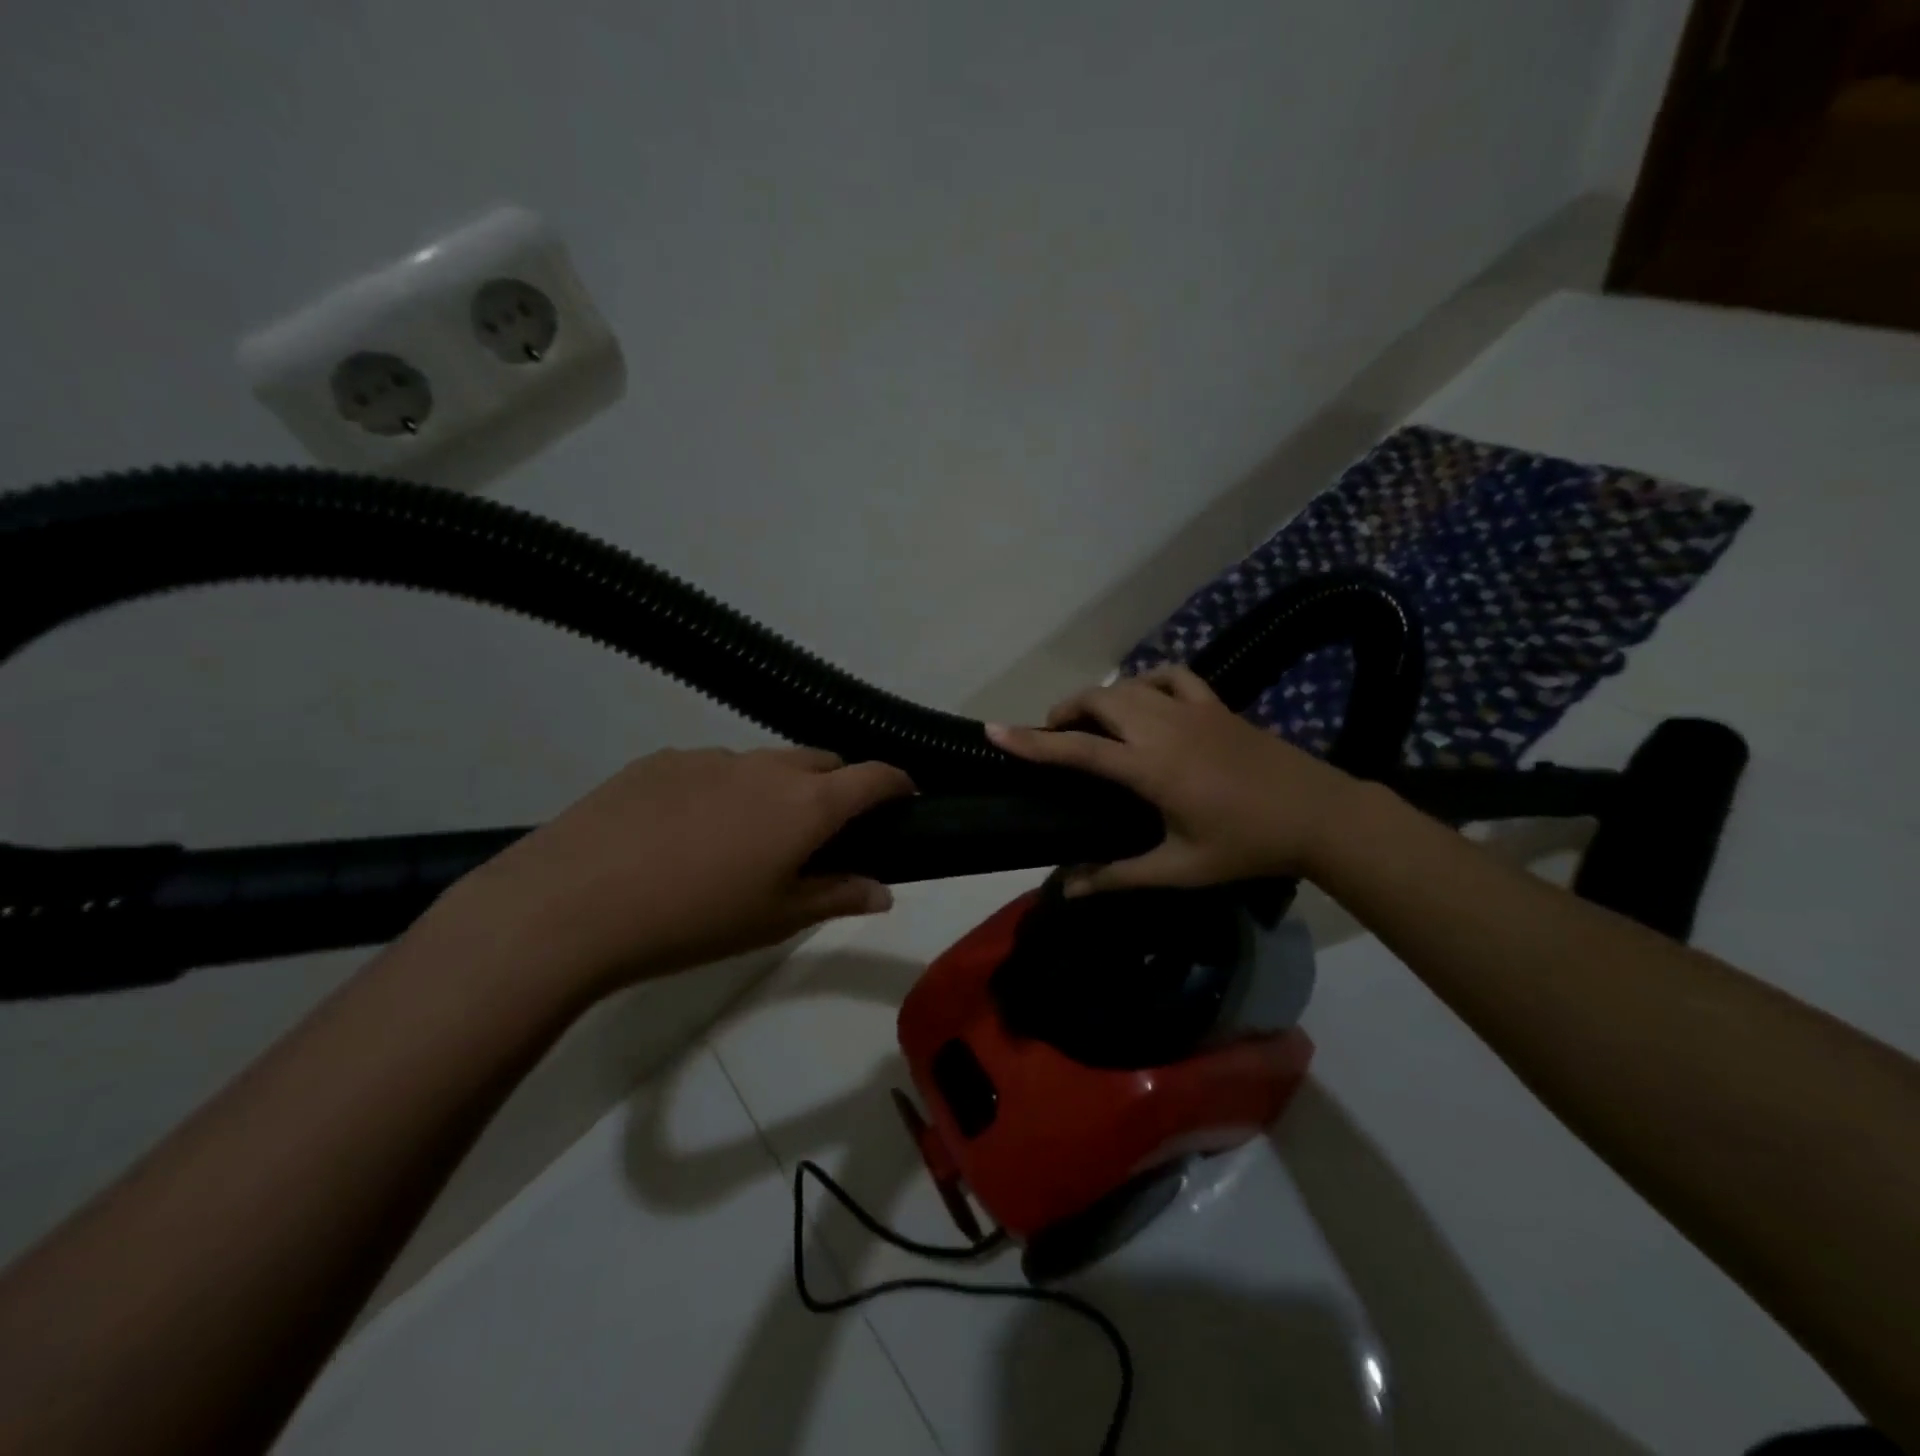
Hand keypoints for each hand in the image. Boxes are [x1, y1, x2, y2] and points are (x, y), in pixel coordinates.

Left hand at [435, 747, 913, 998]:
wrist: (573, 903)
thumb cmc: (694, 921)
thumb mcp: (776, 919)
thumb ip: (838, 896)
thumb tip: (884, 891)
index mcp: (805, 803)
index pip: (873, 776)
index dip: (898, 783)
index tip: (905, 798)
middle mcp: (766, 766)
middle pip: (821, 761)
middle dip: (837, 786)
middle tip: (822, 830)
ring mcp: (710, 757)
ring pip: (765, 764)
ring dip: (776, 789)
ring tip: (744, 839)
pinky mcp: (661, 760)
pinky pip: (713, 769)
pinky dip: (723, 790)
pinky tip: (685, 833)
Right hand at [987, 665, 1362, 893]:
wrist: (1318, 814)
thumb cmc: (1245, 846)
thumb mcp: (1180, 868)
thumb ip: (1119, 875)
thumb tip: (1069, 889)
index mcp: (1150, 768)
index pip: (1077, 749)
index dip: (1031, 742)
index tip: (995, 731)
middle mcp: (1163, 728)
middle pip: (1098, 702)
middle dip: (1064, 712)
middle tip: (1053, 737)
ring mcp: (1192, 709)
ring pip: (1129, 685)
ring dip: (1100, 697)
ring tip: (1090, 721)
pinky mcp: (1216, 703)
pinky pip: (1172, 675)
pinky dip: (1146, 680)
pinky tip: (1143, 697)